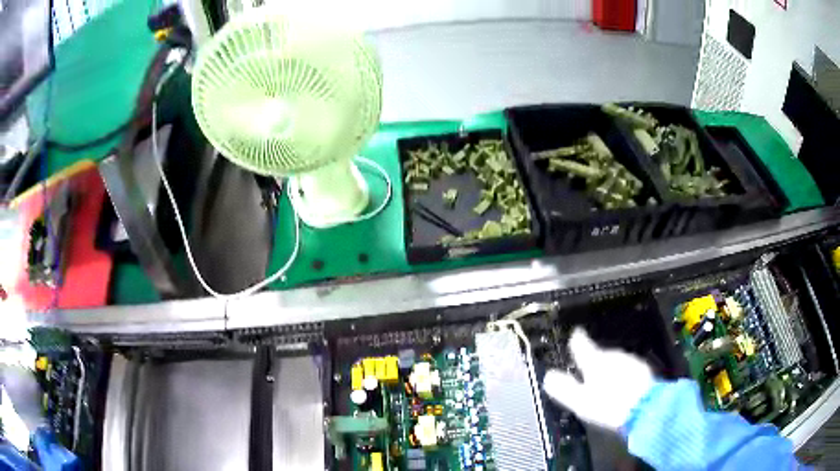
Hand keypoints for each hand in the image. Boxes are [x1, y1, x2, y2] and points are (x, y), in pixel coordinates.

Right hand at [543, 328, 654, 430]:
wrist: (646, 408)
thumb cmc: (609, 405)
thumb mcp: (580, 401)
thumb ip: (564, 388)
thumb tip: (548, 376)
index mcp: (595, 361)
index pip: (582, 344)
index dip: (576, 338)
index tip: (575, 333)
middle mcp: (613, 355)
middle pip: (599, 353)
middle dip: (593, 360)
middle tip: (586, 370)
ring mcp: (631, 361)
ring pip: (615, 361)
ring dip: (608, 369)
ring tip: (603, 383)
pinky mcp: (644, 371)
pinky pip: (627, 369)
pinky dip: (622, 375)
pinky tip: (621, 387)